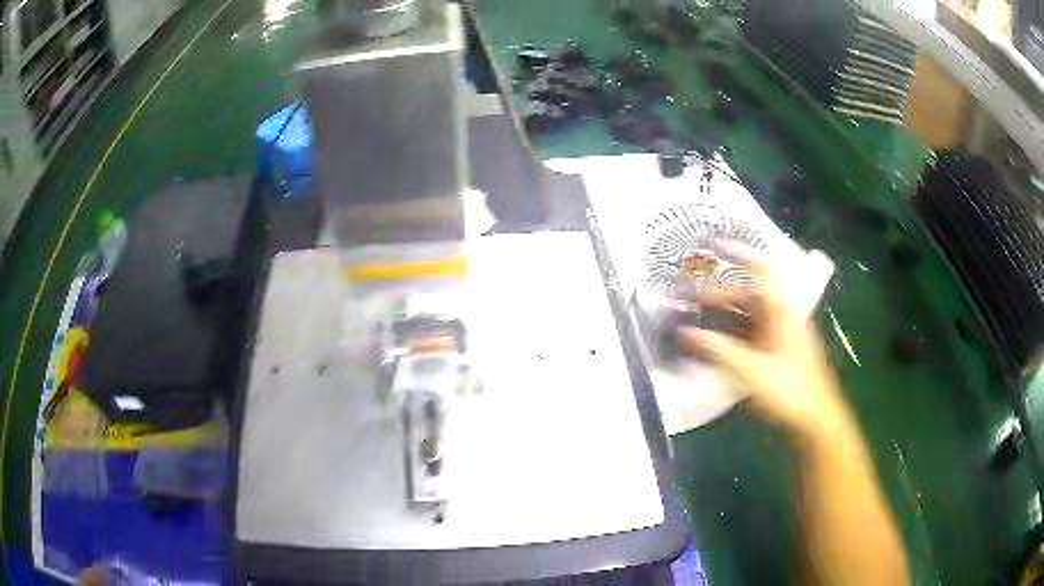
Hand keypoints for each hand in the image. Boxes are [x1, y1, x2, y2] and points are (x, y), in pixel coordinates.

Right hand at [679, 241, 847, 439]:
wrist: (815, 419)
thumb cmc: (789, 390)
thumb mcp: (750, 369)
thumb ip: (717, 349)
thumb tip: (686, 333)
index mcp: (782, 309)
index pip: (762, 268)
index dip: (739, 253)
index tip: (714, 245)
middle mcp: (783, 314)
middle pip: (750, 293)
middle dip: (719, 292)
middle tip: (690, 296)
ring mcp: (781, 333)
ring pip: (749, 313)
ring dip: (724, 312)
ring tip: (695, 317)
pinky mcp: (778, 350)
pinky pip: (751, 331)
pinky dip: (732, 331)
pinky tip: (714, 341)